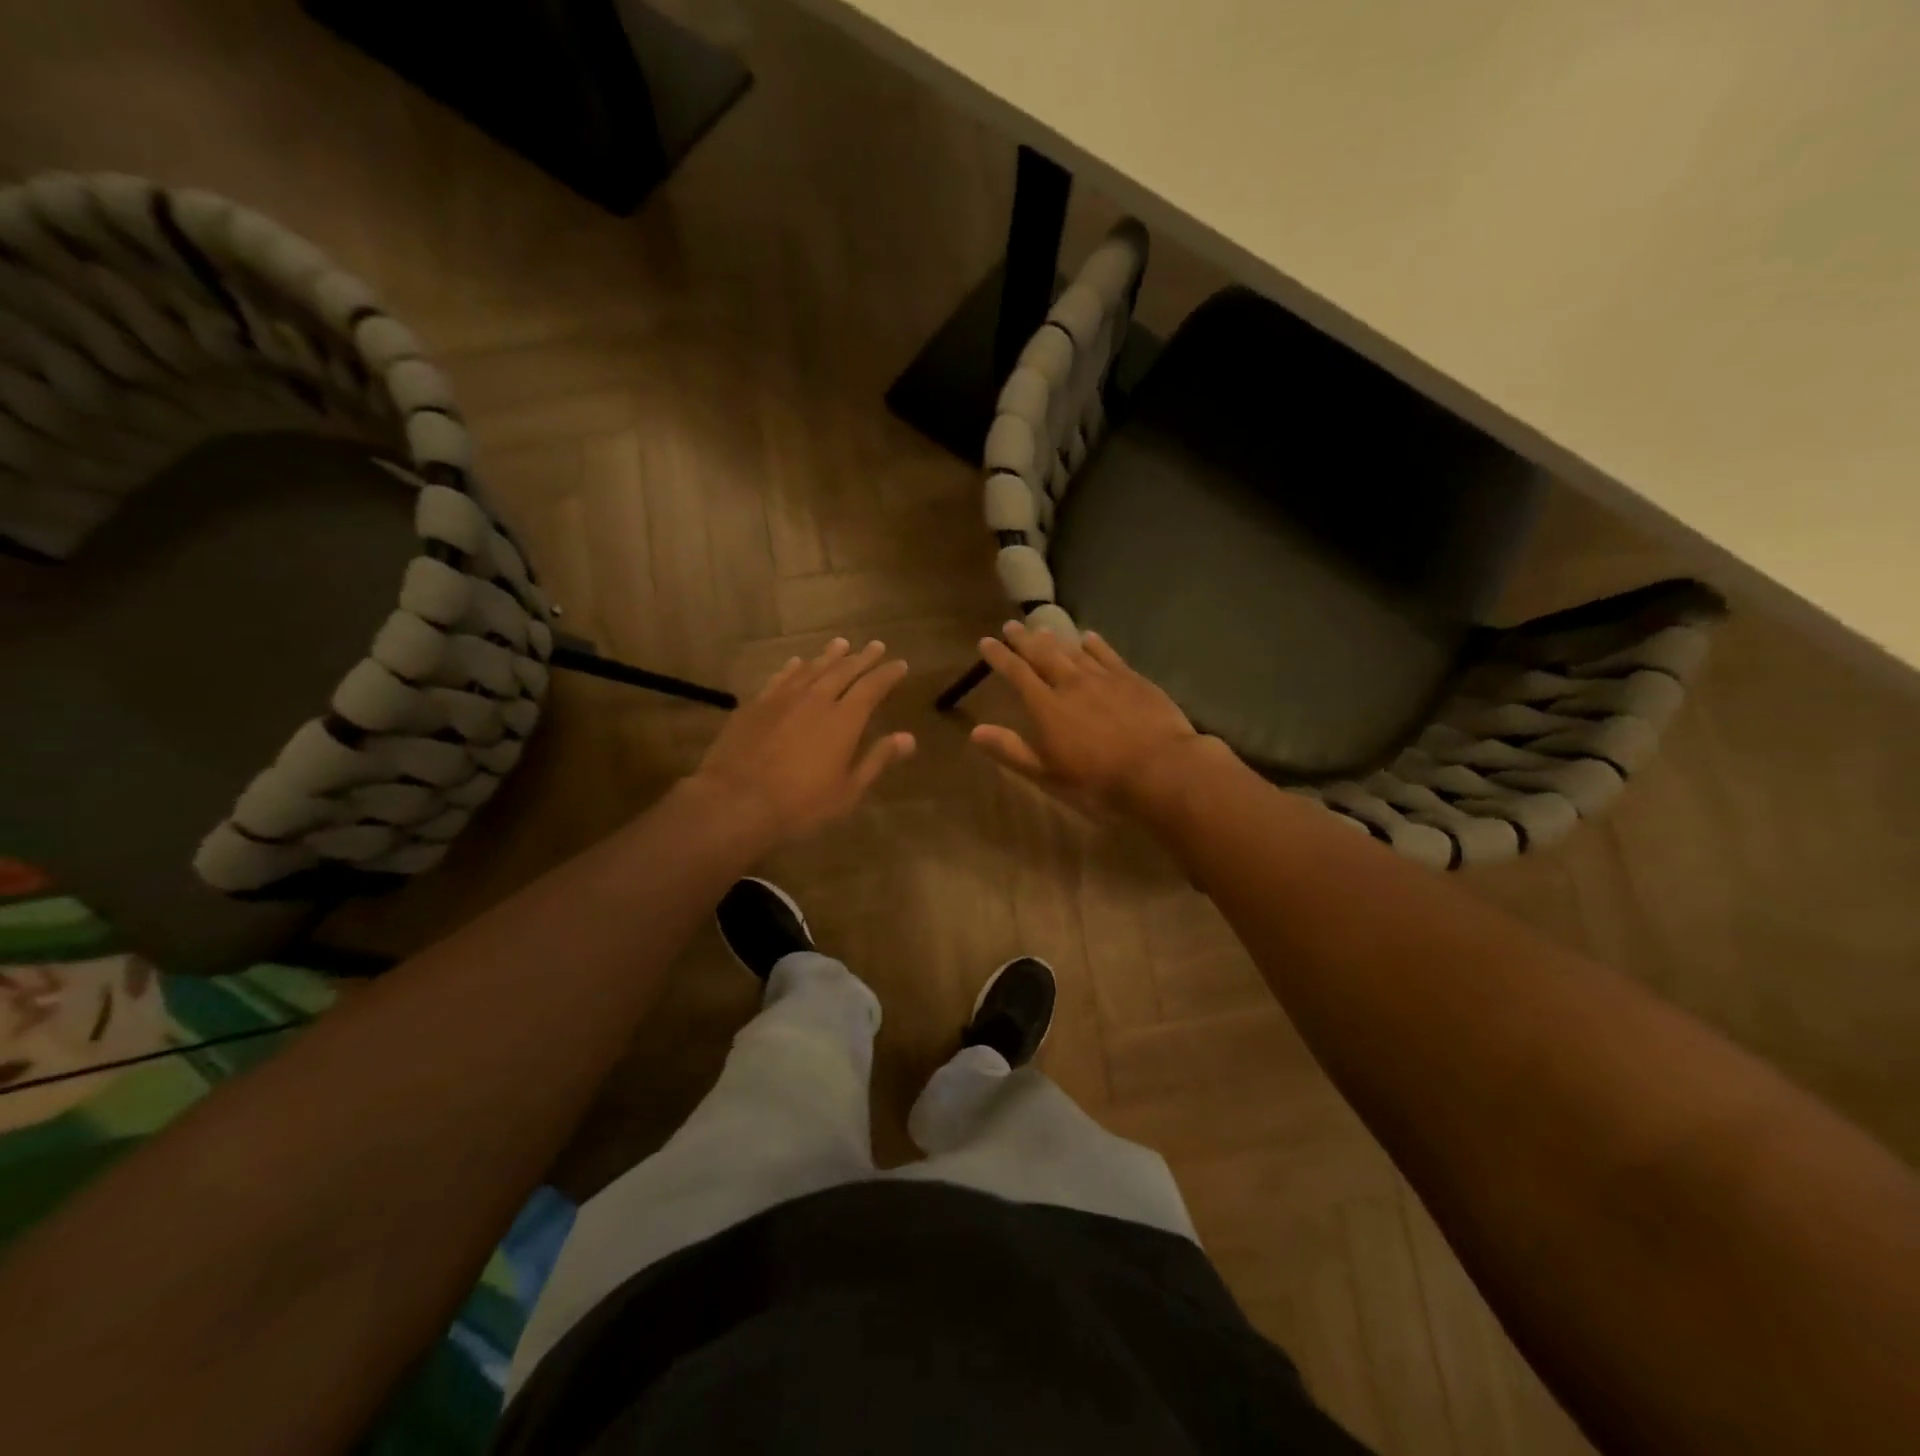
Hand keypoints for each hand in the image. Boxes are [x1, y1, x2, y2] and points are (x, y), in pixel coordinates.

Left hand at [692, 638, 915, 845]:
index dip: (888, 674)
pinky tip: (797, 663)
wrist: (735, 802)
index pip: (872, 687)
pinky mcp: (755, 705)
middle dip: (862, 658)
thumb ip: (877, 759)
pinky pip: (780, 678)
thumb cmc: (800, 805)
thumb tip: (908, 738)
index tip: (900, 664)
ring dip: (829, 656)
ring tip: (841, 644)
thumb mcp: (847, 791)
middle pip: (843, 670)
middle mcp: (816, 700)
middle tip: (876, 646)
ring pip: (812, 669)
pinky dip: (793, 668)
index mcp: (844, 720)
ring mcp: (782, 699)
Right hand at [970, 621, 1223, 814]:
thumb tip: (975, 731)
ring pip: (1073, 651)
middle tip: (1010, 626)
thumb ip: (1012, 750)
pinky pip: (1108, 655)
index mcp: (1047, 707)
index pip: (1017, 674)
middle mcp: (1072, 683)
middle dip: (1024, 640)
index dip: (1000, 657)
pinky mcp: (1132, 679)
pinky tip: (1088, 637)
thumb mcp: (1048, 774)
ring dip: (1055, 639)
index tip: (986, 642)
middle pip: (1043, 655)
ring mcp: (1104, 678)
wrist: (1160, 769)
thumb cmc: (1098, 780)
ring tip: (1041, 629)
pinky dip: (1094, 644)